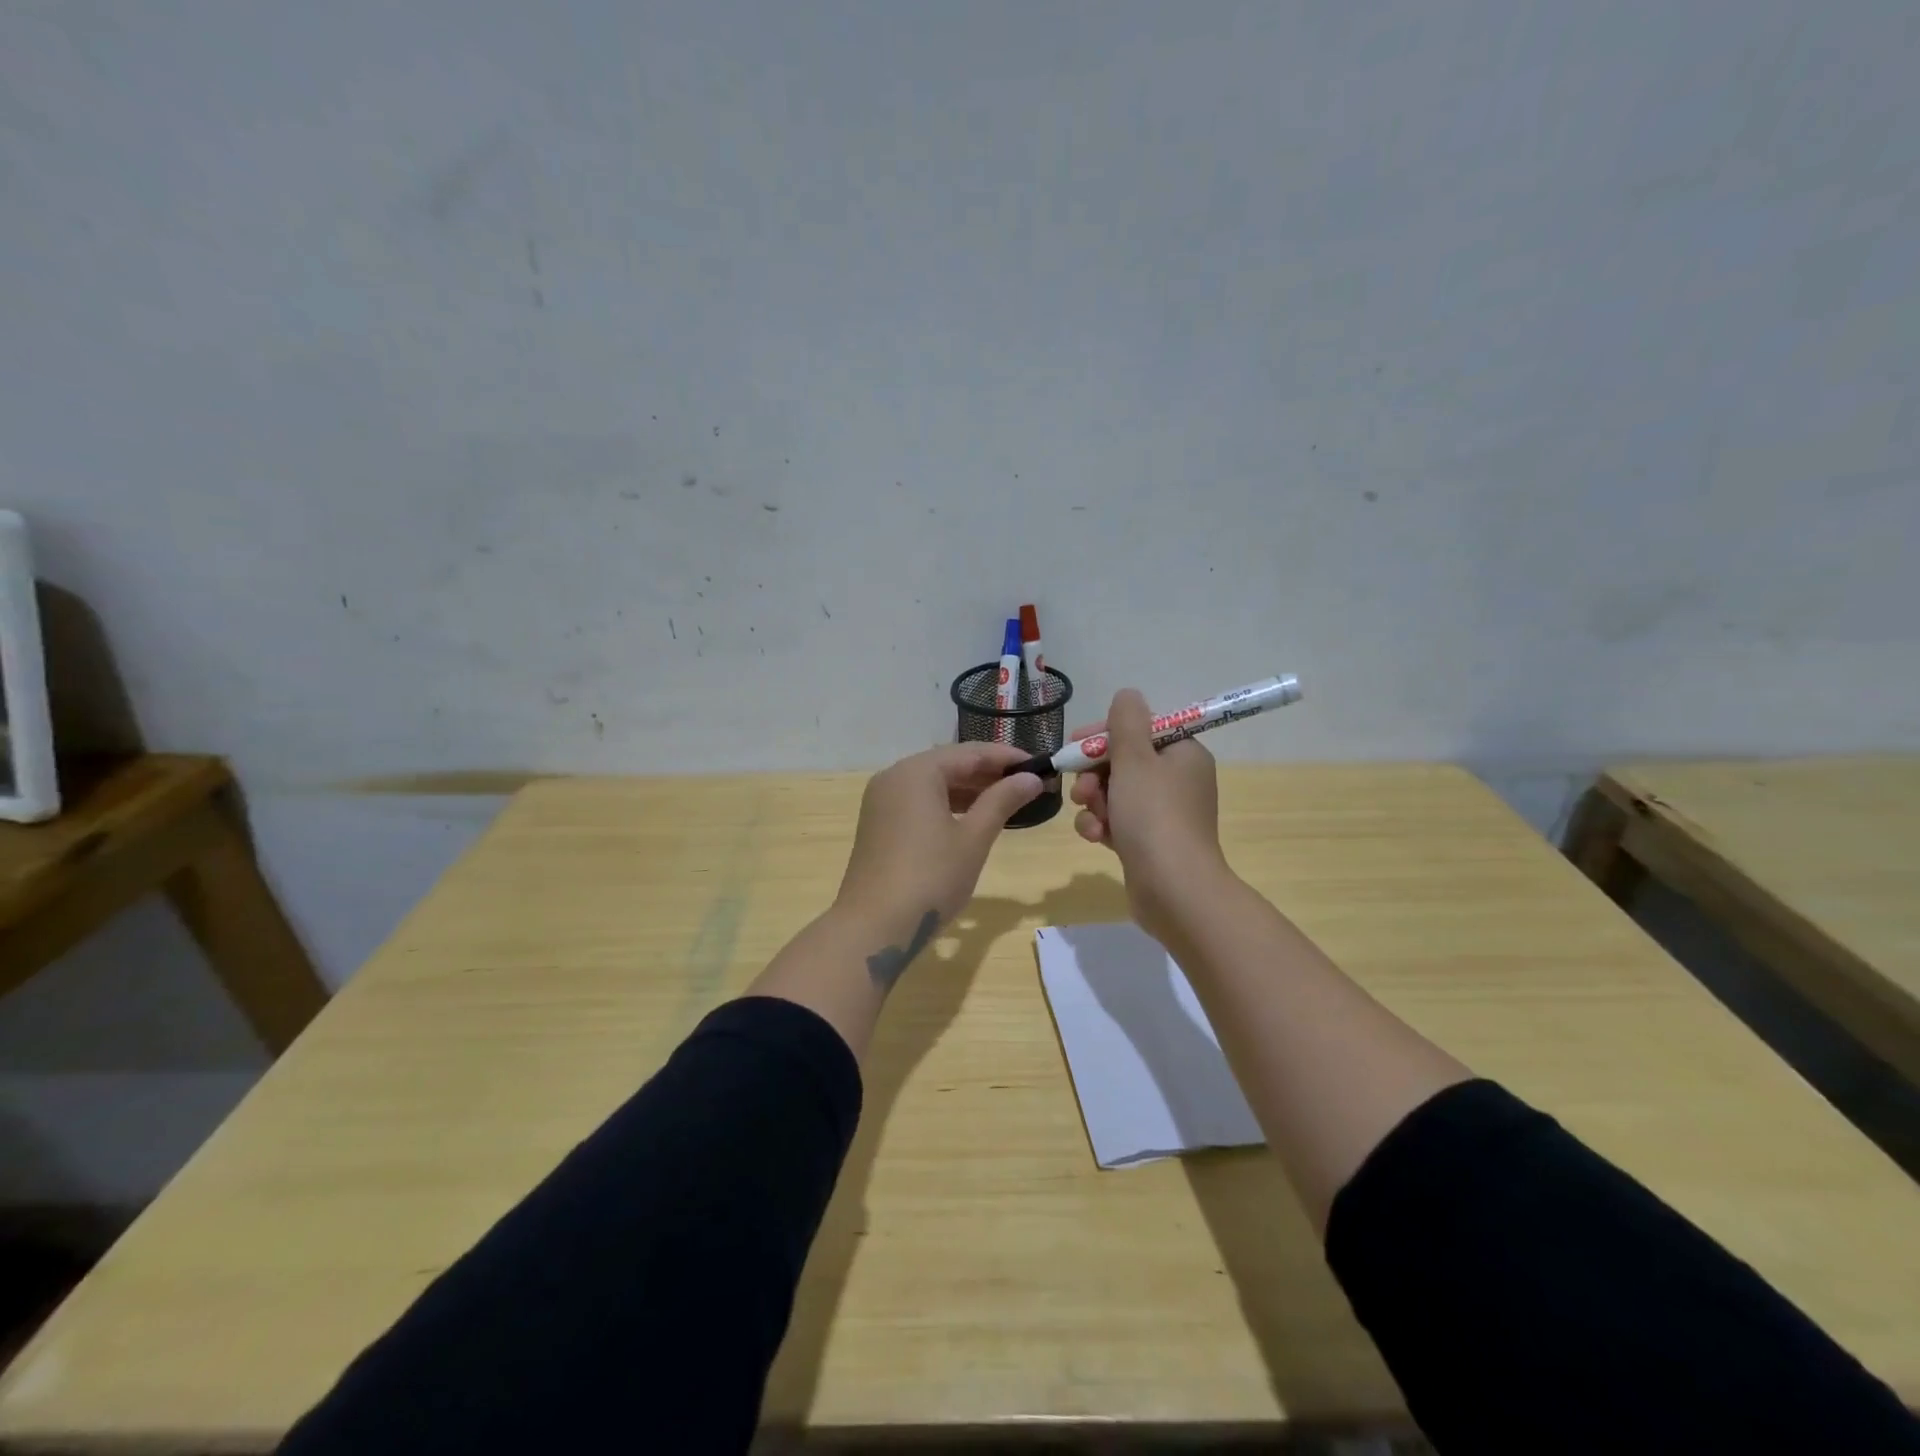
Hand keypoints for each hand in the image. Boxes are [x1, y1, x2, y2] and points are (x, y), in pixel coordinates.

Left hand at [836, 743, 1042, 932]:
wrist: (873, 928)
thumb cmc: (930, 878)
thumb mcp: (973, 839)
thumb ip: (1002, 801)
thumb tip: (1031, 778)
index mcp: (916, 772)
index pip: (970, 753)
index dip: (1007, 757)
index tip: (1041, 765)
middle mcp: (894, 777)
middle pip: (948, 764)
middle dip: (988, 773)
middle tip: (1028, 784)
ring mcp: (882, 801)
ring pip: (933, 784)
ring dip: (969, 790)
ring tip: (1007, 801)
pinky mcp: (878, 824)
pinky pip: (918, 802)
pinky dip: (947, 805)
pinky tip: (971, 819)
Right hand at [1069, 688, 1228, 941]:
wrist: (1173, 890)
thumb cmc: (1154, 816)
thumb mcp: (1135, 759)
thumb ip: (1126, 722)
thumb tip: (1128, 695)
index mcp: (1183, 754)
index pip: (1140, 729)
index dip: (1105, 735)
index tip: (1078, 744)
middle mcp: (1178, 780)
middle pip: (1124, 762)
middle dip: (1095, 773)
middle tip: (1082, 789)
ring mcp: (1164, 814)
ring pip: (1115, 793)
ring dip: (1095, 802)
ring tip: (1092, 816)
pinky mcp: (1149, 843)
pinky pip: (1118, 822)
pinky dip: (1103, 826)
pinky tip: (1096, 837)